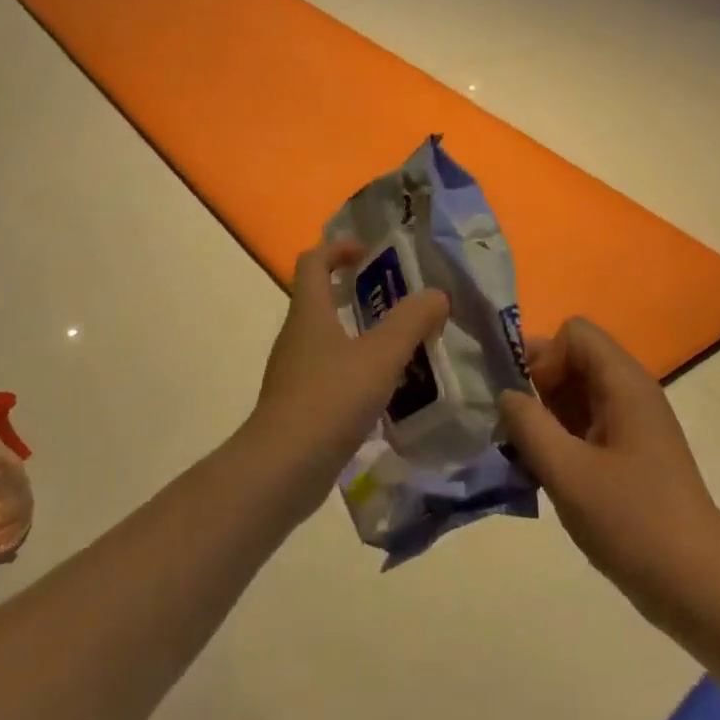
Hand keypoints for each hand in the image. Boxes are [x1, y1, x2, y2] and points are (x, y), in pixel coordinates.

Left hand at [246, 240, 448, 511]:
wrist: (282, 469)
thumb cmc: (330, 399)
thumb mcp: (381, 356)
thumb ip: (411, 321)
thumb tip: (436, 295)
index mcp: (309, 313)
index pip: (313, 262)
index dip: (339, 249)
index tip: (371, 254)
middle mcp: (297, 337)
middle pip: (321, 299)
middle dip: (359, 294)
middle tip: (401, 302)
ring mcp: (294, 373)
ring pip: (328, 340)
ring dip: (361, 335)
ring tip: (402, 346)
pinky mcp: (299, 406)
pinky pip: (330, 374)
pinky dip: (356, 371)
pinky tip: (386, 391)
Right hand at [499, 319, 719, 632]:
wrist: (697, 586)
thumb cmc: (633, 523)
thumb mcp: (568, 473)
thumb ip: (529, 425)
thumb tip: (505, 394)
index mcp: (624, 383)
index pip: (574, 332)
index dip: (543, 356)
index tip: (526, 402)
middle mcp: (630, 393)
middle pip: (573, 361)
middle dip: (536, 387)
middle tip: (512, 431)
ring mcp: (632, 425)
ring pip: (576, 395)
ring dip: (544, 417)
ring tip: (522, 457)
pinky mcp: (630, 455)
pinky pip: (586, 426)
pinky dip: (560, 440)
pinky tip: (543, 476)